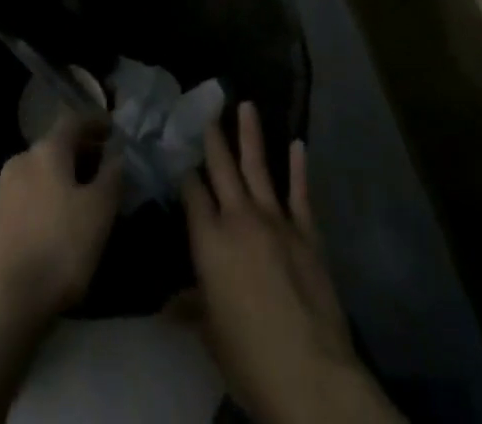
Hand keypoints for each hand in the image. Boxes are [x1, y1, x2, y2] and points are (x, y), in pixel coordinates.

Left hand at [0, 111, 122, 328]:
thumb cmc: (57, 249)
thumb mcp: (98, 214)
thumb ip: (111, 178)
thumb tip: (118, 154)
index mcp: (47, 150)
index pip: (73, 121)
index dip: (95, 122)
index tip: (113, 129)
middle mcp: (21, 159)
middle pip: (55, 145)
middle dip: (81, 153)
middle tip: (104, 168)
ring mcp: (2, 188)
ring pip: (40, 171)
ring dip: (63, 176)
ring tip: (83, 197)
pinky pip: (27, 194)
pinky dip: (46, 196)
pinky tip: (56, 222)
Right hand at [180, 103, 400, 423]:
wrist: (312, 377)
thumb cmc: (250, 359)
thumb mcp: (211, 335)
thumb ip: (192, 307)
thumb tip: (169, 305)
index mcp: (209, 241)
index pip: (191, 193)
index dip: (184, 172)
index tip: (179, 152)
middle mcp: (238, 219)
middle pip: (221, 168)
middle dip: (213, 137)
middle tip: (207, 108)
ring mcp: (275, 221)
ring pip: (258, 167)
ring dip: (251, 135)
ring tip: (246, 104)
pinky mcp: (307, 234)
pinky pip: (300, 194)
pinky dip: (298, 168)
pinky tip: (297, 144)